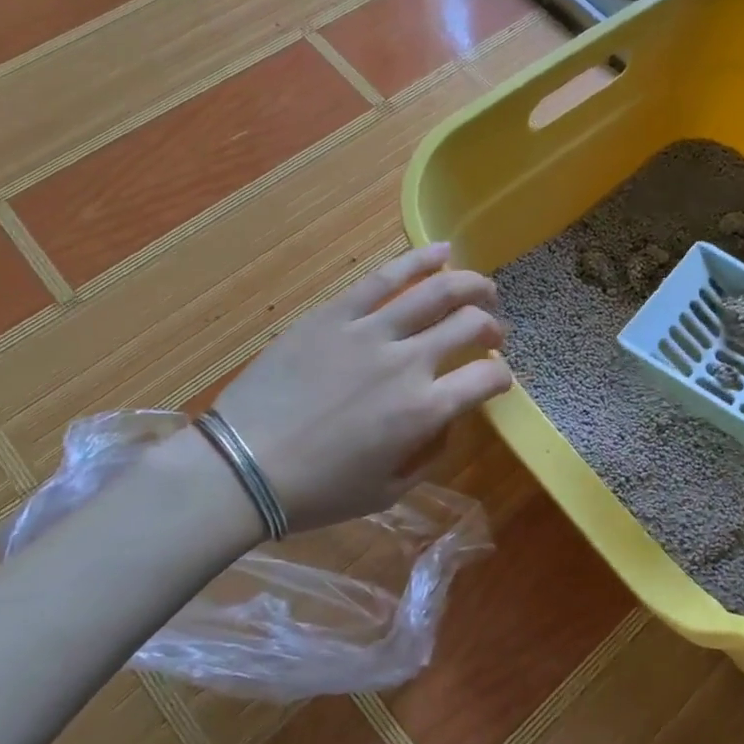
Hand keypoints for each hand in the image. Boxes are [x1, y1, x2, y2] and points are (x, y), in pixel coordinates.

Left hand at [209, 243, 511, 531]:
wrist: (241, 467)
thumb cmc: (317, 490)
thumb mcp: (388, 490)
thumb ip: (429, 452)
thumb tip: (445, 417)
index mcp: (424, 410)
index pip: (487, 378)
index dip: (502, 376)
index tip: (496, 378)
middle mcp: (408, 363)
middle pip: (470, 324)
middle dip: (492, 326)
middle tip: (491, 332)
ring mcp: (370, 332)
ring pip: (436, 292)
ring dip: (470, 285)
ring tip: (483, 287)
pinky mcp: (336, 314)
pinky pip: (384, 278)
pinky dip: (419, 261)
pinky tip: (442, 252)